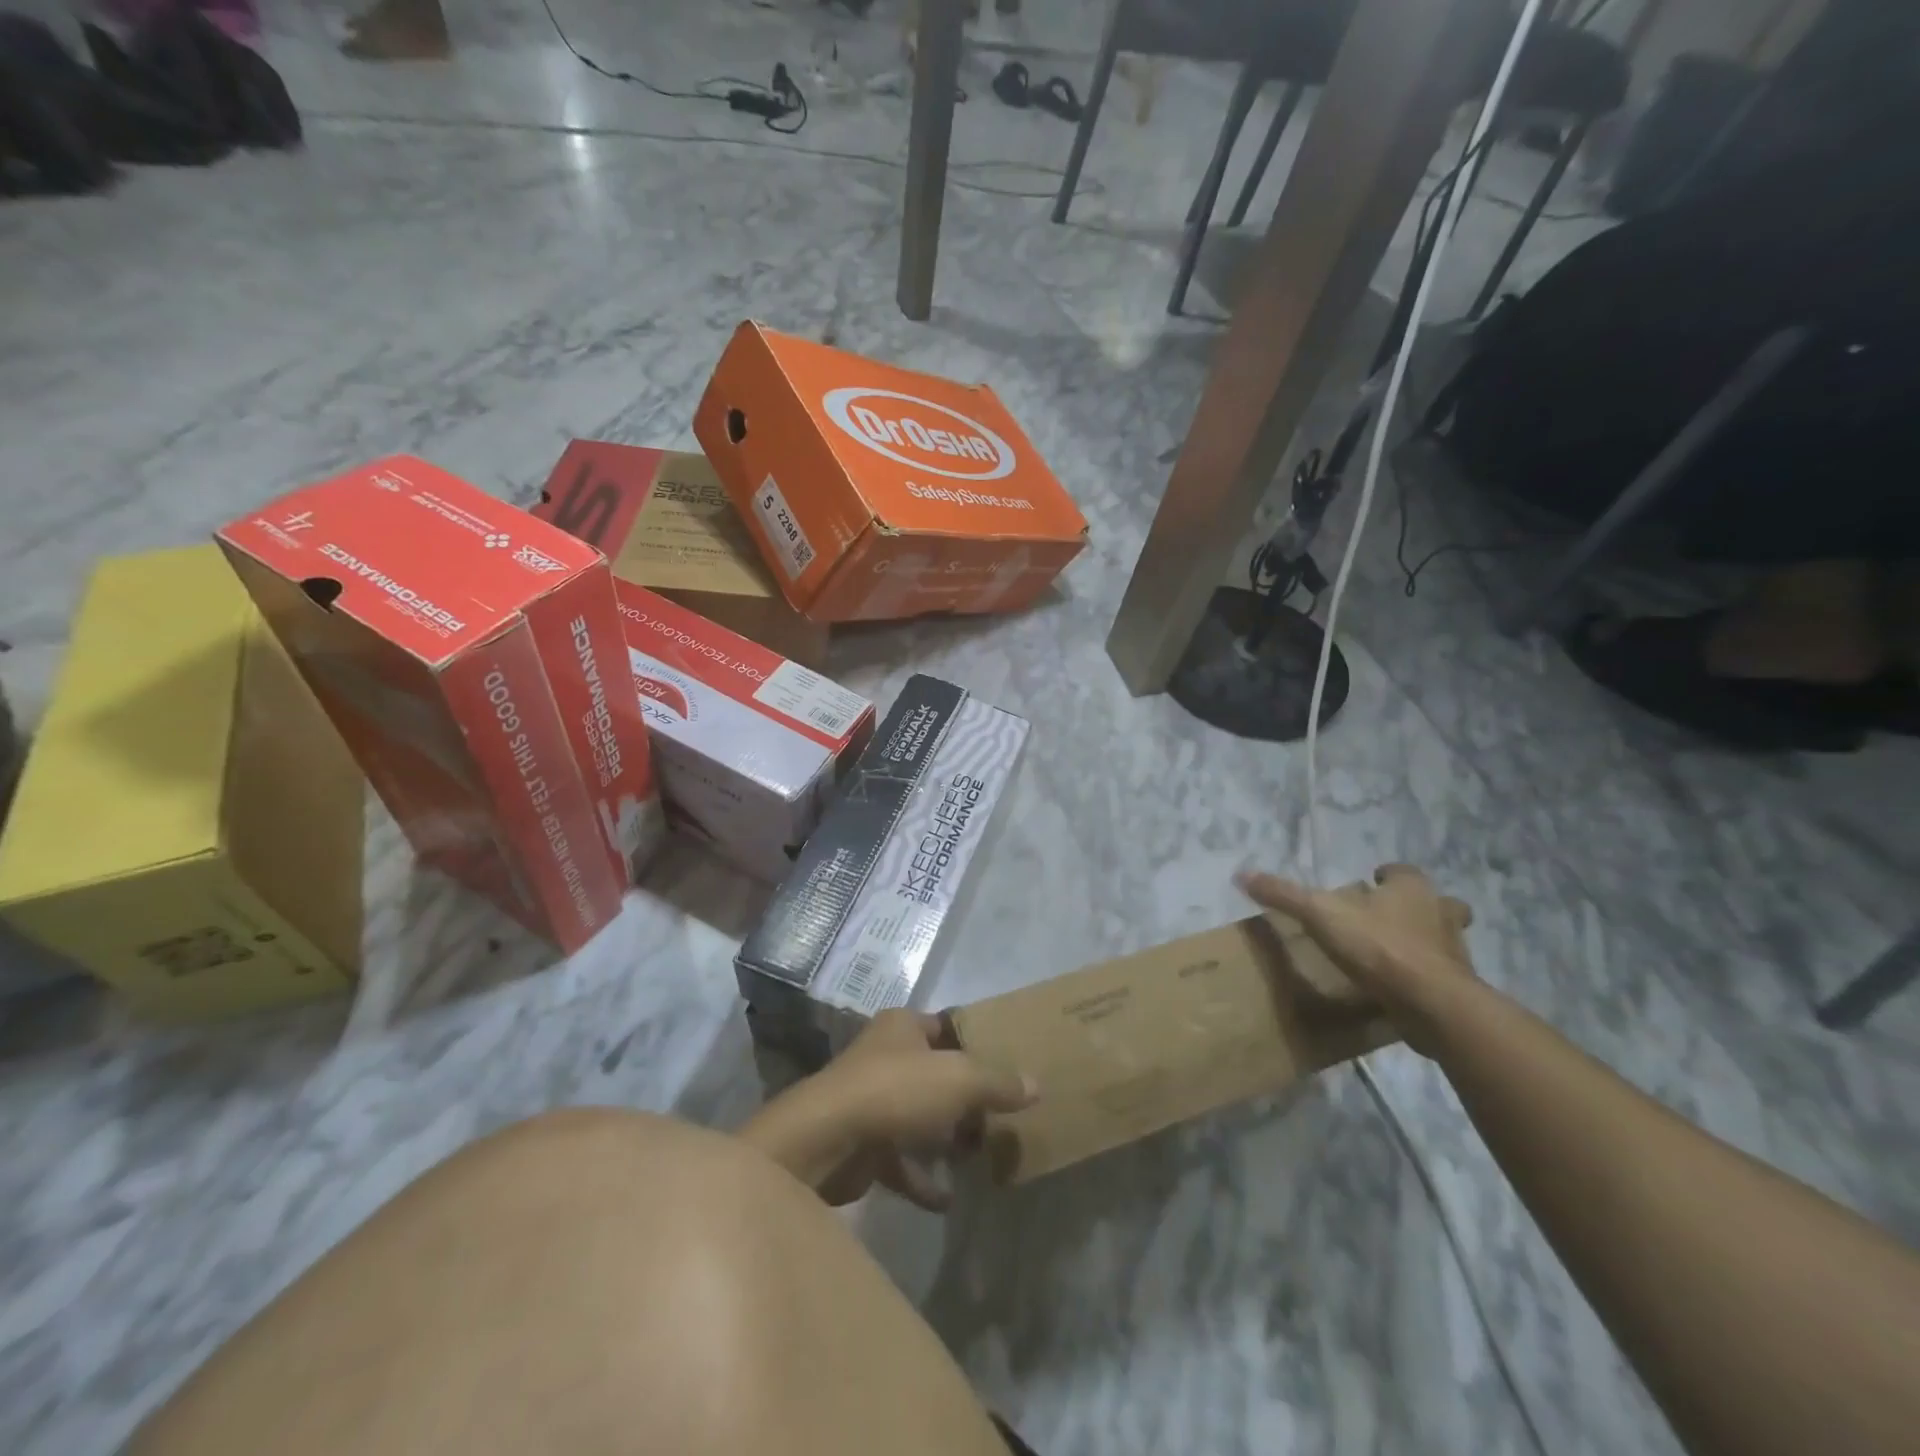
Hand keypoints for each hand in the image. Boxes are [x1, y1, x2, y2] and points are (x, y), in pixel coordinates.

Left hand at [740, 1010, 1036, 1209]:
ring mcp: (871, 1102)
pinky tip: (948, 1200)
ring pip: (919, 1118)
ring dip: (945, 1141)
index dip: (976, 1045)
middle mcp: (885, 1058)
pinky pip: (901, 1162)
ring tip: (981, 1160)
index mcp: (903, 1027)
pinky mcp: (863, 1145)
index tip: (1006, 1068)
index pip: (946, 1028)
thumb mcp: (959, 1079)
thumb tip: (1036, 1085)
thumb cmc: (896, 1091)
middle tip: (1000, 1120)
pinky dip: (923, 1179)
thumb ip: (998, 1082)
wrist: (826, 1141)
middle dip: (966, 1100)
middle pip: (935, 1075)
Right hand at [1236, 863, 1475, 1052]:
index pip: (1403, 871)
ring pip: (1444, 938)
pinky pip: (1442, 973)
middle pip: (1436, 902)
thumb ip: (1284, 895)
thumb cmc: (1378, 947)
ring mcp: (1455, 951)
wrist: (1432, 1004)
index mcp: (1412, 889)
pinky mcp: (1458, 986)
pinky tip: (1401, 985)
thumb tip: (1242, 875)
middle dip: (1417, 907)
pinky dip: (1425, 975)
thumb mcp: (1320, 915)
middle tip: (1388, 917)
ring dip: (1425, 941)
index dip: (1387, 875)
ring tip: (1394, 952)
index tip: (1370, 883)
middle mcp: (1440, 913)